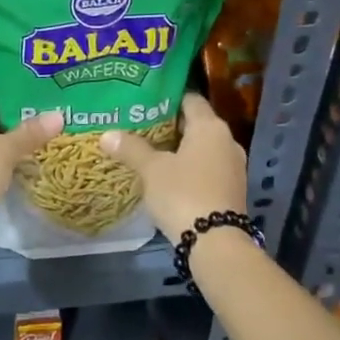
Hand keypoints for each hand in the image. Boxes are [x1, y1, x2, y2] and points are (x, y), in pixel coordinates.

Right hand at [100, 93, 247, 244]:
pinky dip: (189, 167)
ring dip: (179, 148)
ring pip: (201, 147)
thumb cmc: (183, 194)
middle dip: (170, 124)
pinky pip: (207, 167)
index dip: (167, 97)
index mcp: (210, 127)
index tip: (145, 100)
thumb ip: (131, 148)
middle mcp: (227, 141)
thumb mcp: (152, 170)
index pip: (190, 99)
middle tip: (140, 124)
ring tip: (150, 149)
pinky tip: (167, 175)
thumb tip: (107, 135)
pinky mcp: (232, 189)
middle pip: (196, 123)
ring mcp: (233, 166)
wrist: (216, 243)